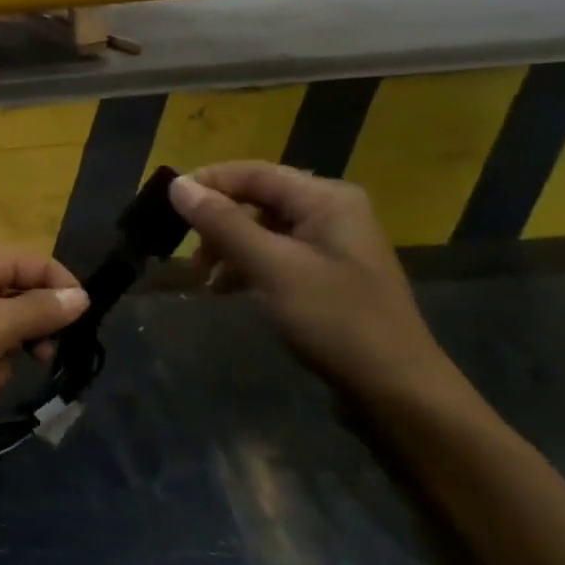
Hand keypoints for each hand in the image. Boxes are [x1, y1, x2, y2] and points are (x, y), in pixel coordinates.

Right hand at [167, 162, 468, 407]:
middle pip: (257, 199)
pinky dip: (246, 266)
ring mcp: (331, 245)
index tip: (166, 205)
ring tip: (202, 278)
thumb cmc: (335, 320)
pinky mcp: (327, 275)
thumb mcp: (272, 268)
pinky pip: (275, 255)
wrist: (397, 393)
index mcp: (326, 198)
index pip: (253, 172)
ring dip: (228, 247)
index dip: (207, 183)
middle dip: (217, 221)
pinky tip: (226, 289)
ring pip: (262, 229)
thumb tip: (178, 185)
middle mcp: (331, 211)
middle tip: (184, 251)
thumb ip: (223, 223)